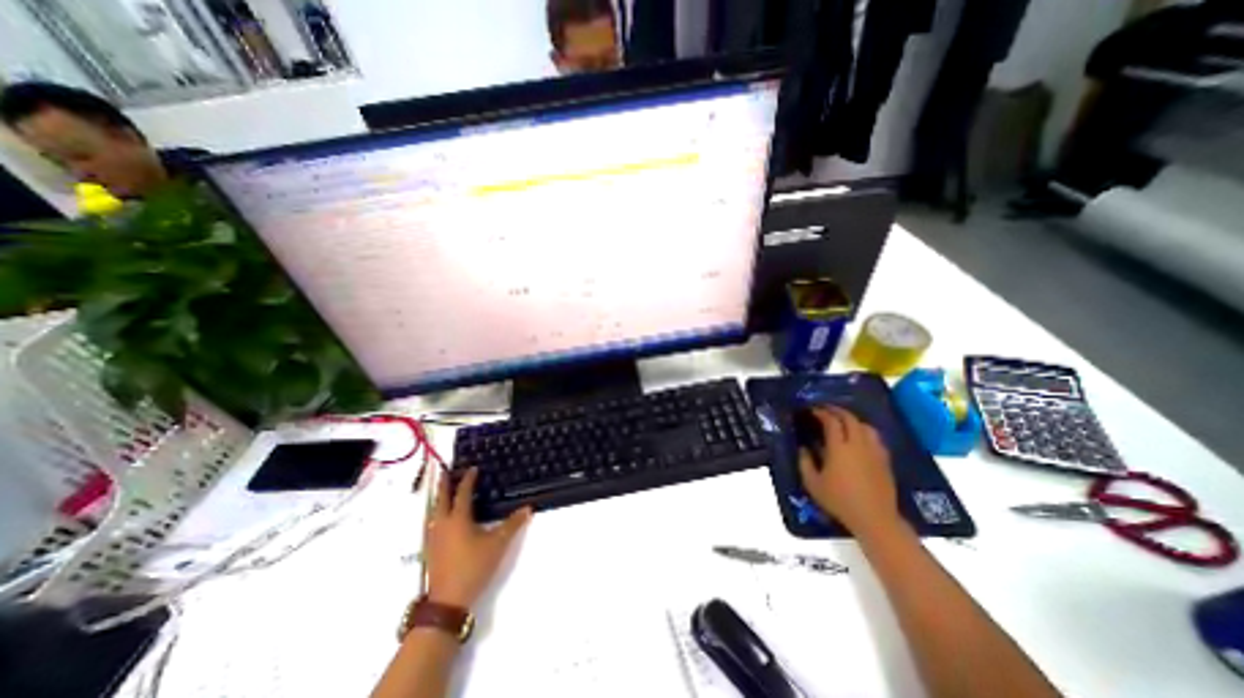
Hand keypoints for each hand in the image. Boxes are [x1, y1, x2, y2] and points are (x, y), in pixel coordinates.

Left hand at [426, 468, 531, 609]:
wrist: (448, 601)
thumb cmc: (474, 566)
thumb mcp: (498, 544)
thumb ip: (513, 525)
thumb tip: (528, 508)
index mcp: (458, 519)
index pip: (462, 493)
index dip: (467, 479)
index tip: (472, 468)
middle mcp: (442, 524)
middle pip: (441, 499)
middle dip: (444, 484)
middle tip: (445, 471)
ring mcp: (433, 538)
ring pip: (433, 511)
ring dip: (438, 499)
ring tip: (443, 492)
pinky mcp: (430, 550)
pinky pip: (431, 523)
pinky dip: (436, 513)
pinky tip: (439, 519)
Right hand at [803, 407, 898, 536]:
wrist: (874, 518)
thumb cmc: (839, 500)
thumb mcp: (813, 483)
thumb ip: (805, 462)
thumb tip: (803, 448)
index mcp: (839, 448)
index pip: (831, 422)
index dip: (821, 413)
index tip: (812, 410)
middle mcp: (858, 444)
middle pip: (850, 419)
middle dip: (837, 411)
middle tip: (826, 410)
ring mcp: (874, 451)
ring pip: (865, 426)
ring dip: (852, 419)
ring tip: (843, 421)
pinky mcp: (884, 460)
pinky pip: (875, 437)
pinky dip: (864, 431)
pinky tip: (860, 438)